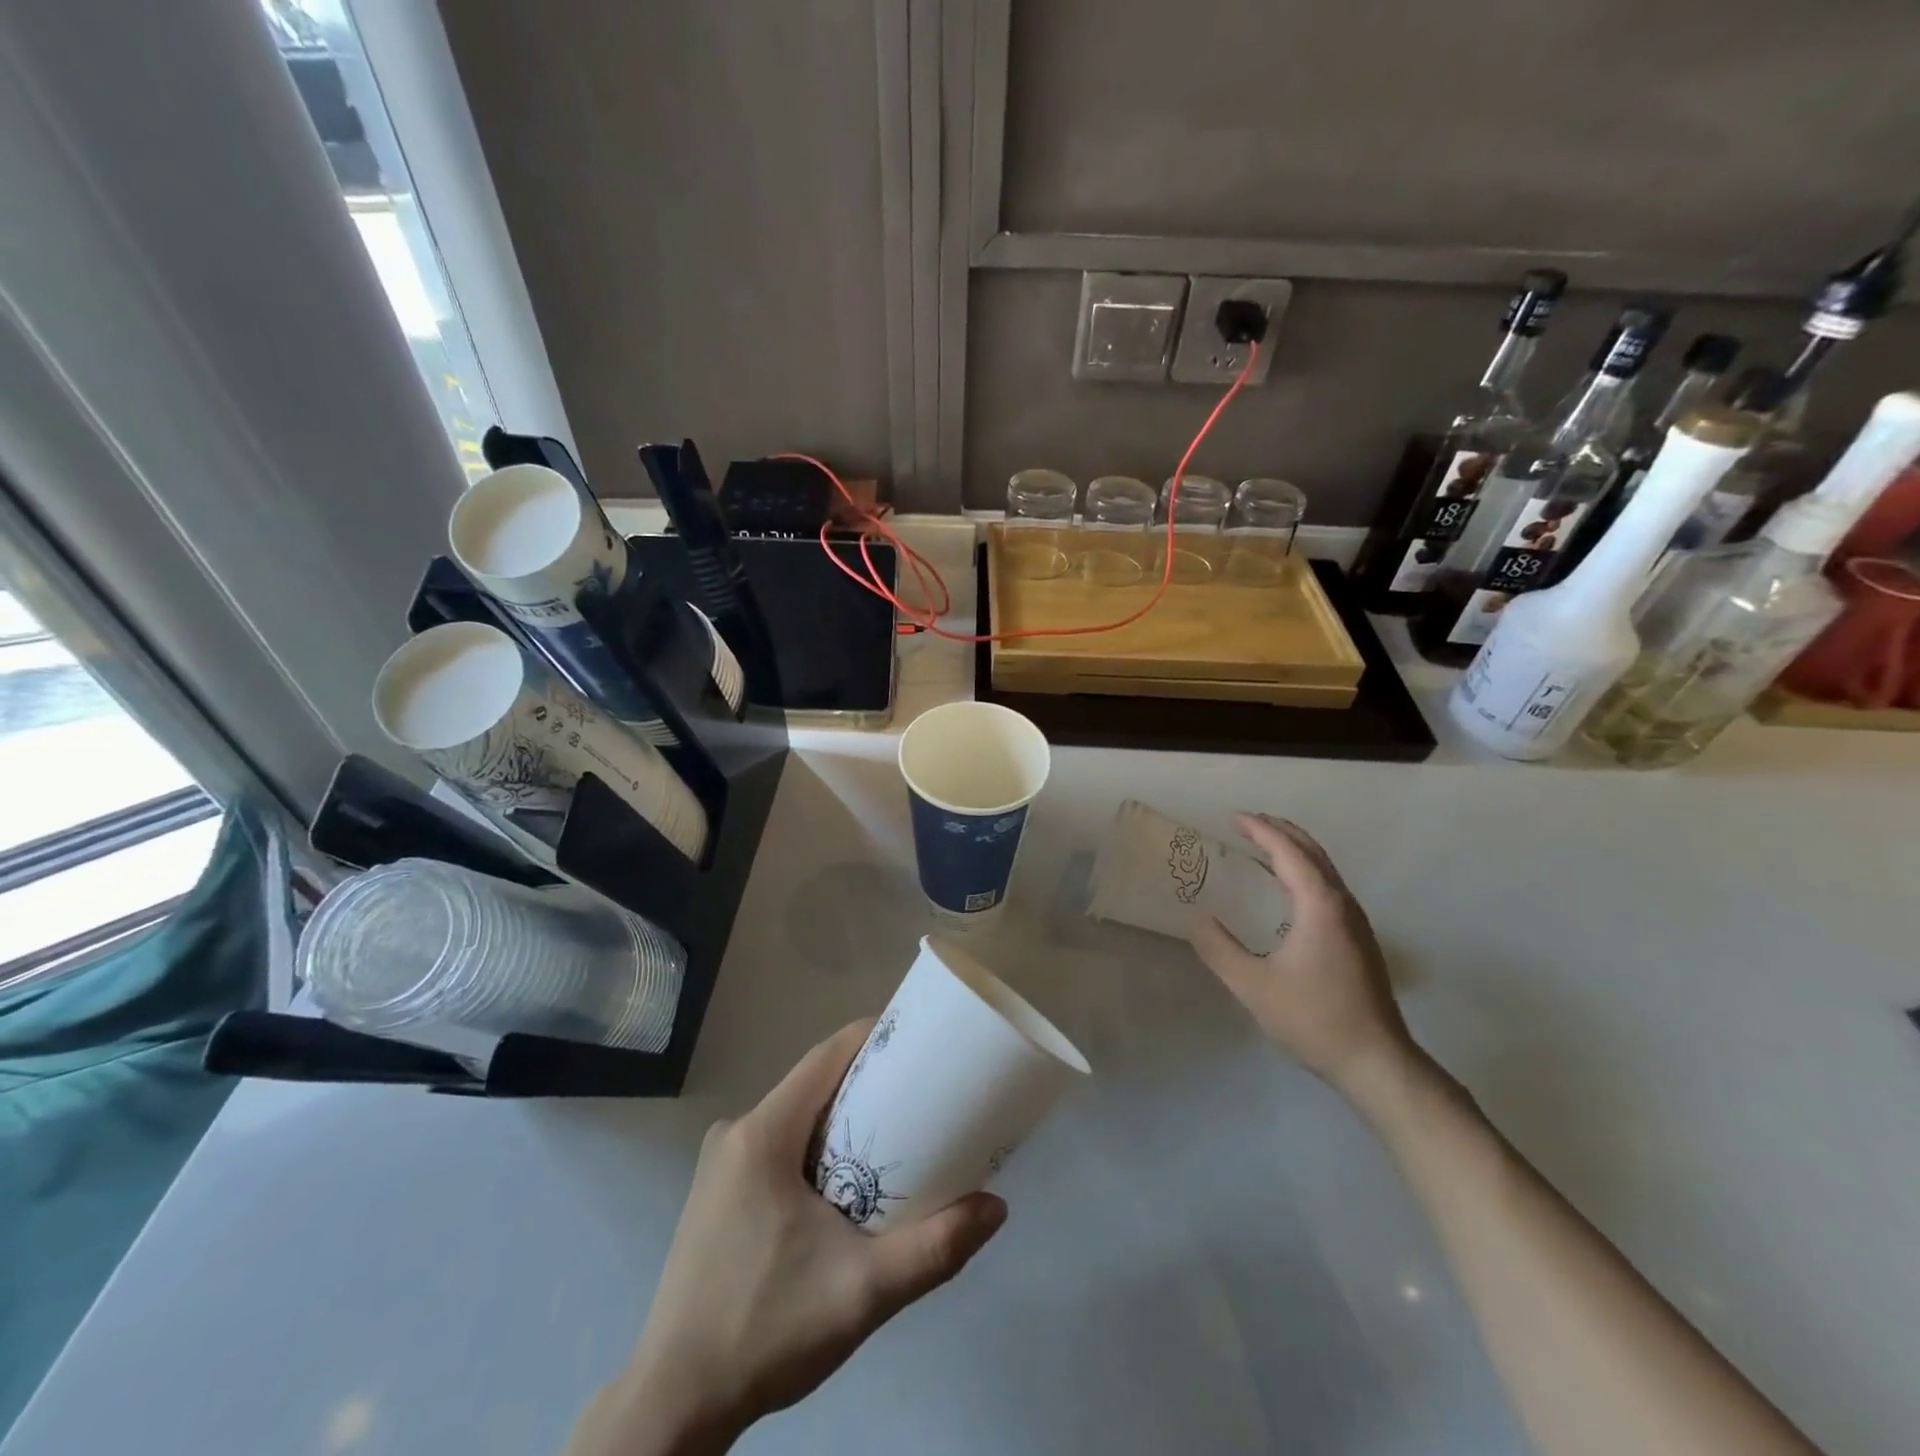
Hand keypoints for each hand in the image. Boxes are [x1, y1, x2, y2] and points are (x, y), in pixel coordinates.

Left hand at [569, 1022, 1006, 1455]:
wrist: (676, 1405)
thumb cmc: (766, 1332)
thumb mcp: (861, 1292)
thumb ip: (933, 1249)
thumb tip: (996, 1207)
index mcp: (762, 1134)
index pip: (826, 1057)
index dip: (873, 1037)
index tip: (918, 1037)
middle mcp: (736, 1132)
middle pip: (813, 1083)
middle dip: (867, 1080)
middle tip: (921, 1092)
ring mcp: (721, 1162)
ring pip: (795, 1115)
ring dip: (842, 1116)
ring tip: (894, 1136)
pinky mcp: (717, 1192)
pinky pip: (777, 1143)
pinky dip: (816, 1145)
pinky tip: (844, 1181)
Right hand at [1190, 815, 1414, 1098]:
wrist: (1376, 1062)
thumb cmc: (1313, 1018)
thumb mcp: (1253, 986)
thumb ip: (1219, 949)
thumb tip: (1196, 919)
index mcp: (1319, 905)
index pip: (1289, 852)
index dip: (1261, 831)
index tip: (1234, 817)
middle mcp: (1342, 904)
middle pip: (1313, 852)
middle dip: (1280, 831)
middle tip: (1248, 823)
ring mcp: (1356, 922)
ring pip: (1325, 869)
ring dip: (1294, 850)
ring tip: (1263, 847)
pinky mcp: (1359, 940)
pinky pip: (1328, 887)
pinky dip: (1304, 871)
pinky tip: (1288, 889)